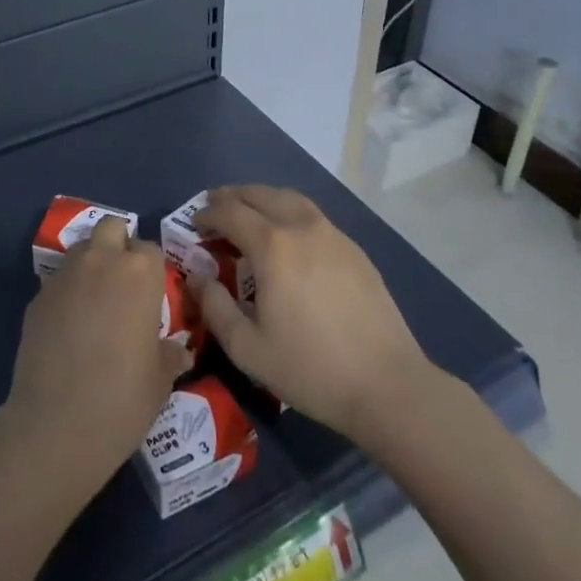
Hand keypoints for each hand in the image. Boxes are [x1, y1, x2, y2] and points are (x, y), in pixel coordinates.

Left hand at [0, 218, 193, 501]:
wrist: (56, 426)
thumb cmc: (122, 399)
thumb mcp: (160, 380)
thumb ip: (169, 355)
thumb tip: (179, 351)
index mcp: (139, 273)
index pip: (150, 249)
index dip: (152, 269)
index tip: (152, 295)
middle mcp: (101, 261)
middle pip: (112, 228)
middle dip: (118, 245)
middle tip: (123, 284)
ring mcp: (64, 275)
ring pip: (82, 249)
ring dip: (92, 264)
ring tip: (96, 302)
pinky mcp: (37, 295)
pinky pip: (59, 280)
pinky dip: (67, 291)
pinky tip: (69, 326)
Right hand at [188, 184, 443, 445]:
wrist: (387, 386)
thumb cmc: (310, 369)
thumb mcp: (247, 348)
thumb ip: (214, 307)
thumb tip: (197, 275)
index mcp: (272, 246)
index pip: (230, 212)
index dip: (207, 213)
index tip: (193, 224)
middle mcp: (302, 227)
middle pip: (260, 194)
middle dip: (233, 196)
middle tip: (215, 207)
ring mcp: (333, 235)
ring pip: (290, 198)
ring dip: (263, 198)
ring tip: (249, 211)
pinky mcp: (355, 250)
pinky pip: (313, 216)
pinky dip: (290, 212)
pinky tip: (289, 236)